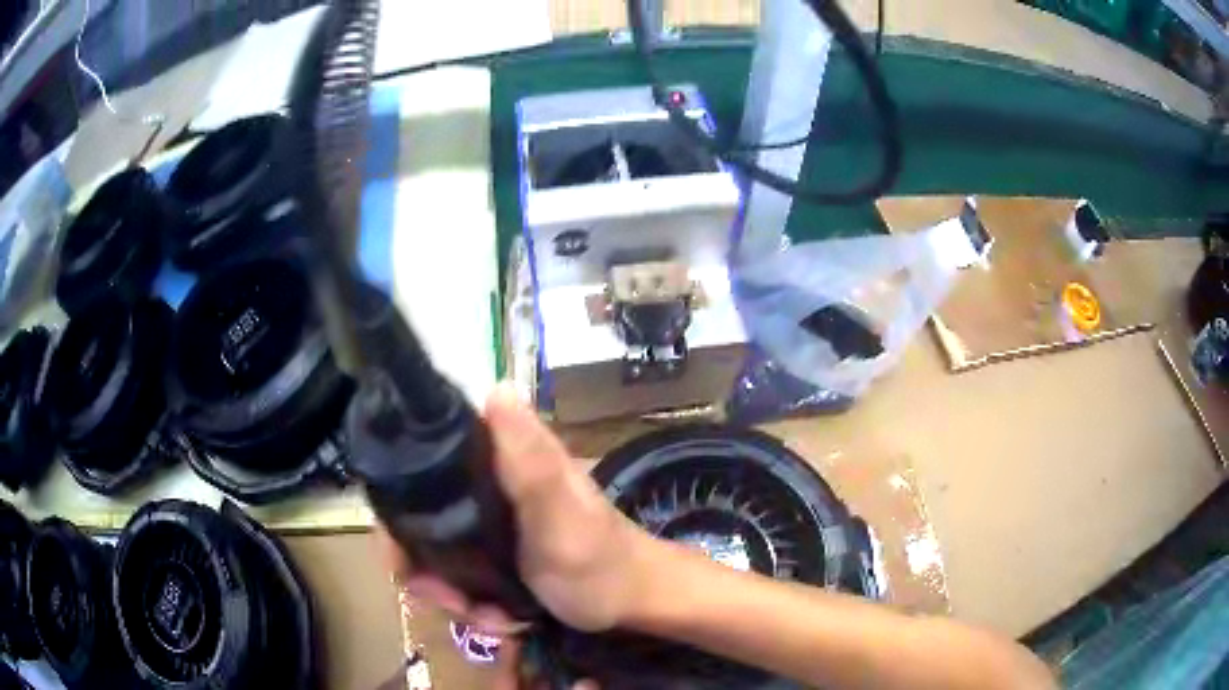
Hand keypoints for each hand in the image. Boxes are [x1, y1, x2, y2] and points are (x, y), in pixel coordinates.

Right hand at [375, 383, 657, 632]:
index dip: (397, 505)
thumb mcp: (561, 512)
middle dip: (424, 568)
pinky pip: (458, 578)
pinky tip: (500, 619)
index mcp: (497, 461)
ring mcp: (487, 525)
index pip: (421, 462)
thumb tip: (496, 389)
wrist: (631, 601)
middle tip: (451, 601)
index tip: (401, 551)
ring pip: (435, 556)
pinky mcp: (493, 555)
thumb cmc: (599, 557)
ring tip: (489, 616)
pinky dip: (471, 605)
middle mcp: (484, 485)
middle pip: (417, 519)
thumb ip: (529, 460)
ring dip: (452, 595)